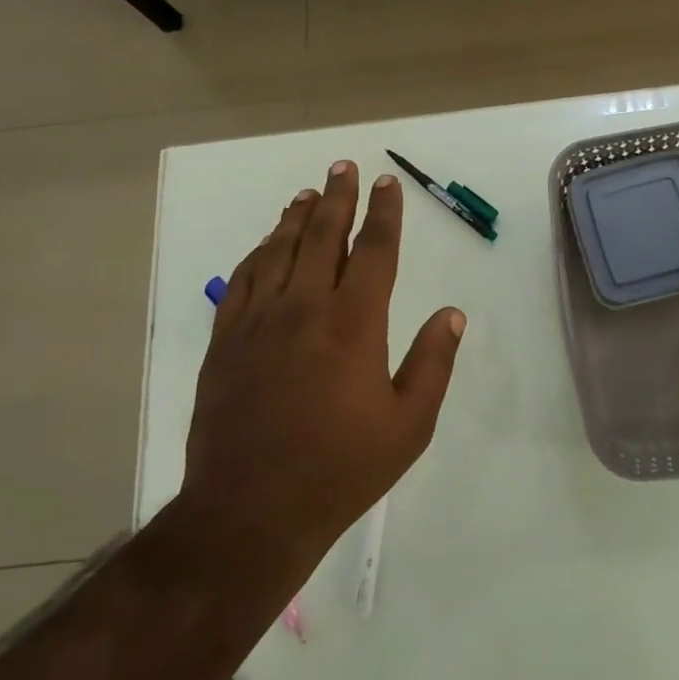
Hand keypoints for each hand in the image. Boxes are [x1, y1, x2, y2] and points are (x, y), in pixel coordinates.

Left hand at [175, 161, 464, 571]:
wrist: (249, 513)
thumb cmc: (340, 469)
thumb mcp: (408, 425)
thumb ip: (433, 362)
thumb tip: (452, 313)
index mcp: (354, 322)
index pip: (374, 249)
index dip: (384, 212)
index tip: (386, 184)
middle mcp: (306, 306)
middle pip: (324, 234)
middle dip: (338, 196)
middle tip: (344, 166)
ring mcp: (260, 320)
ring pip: (280, 249)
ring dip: (297, 217)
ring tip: (308, 193)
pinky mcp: (226, 339)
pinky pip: (243, 280)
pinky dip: (258, 253)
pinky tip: (266, 243)